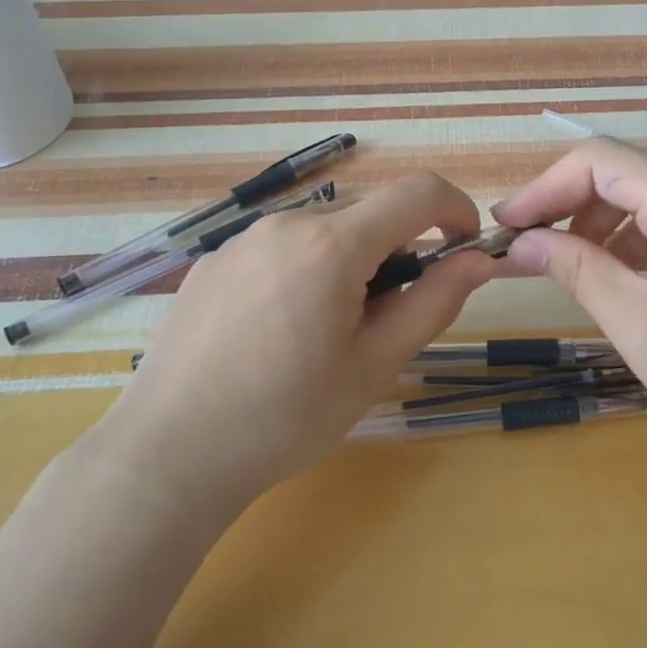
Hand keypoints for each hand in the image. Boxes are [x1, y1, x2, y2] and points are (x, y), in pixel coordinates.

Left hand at [96, 173, 503, 509]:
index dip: (455, 211)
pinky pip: (281, 246)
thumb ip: (434, 302)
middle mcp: (286, 223)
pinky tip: (279, 330)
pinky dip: (306, 268)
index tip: (463, 251)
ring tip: (329, 330)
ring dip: (351, 260)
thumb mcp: (375, 365)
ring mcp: (242, 238)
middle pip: (369, 211)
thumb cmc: (285, 417)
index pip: (417, 192)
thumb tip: (478, 261)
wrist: (168, 455)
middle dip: (399, 248)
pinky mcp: (213, 261)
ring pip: (324, 229)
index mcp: (332, 244)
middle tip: (388, 315)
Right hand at [491, 139, 646, 456]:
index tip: (508, 226)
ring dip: (594, 225)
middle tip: (527, 247)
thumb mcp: (637, 321)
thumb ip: (576, 269)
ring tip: (565, 267)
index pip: (600, 160)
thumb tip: (522, 241)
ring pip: (642, 200)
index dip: (545, 187)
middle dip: (566, 204)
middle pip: (621, 174)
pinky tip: (613, 280)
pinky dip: (627, 243)